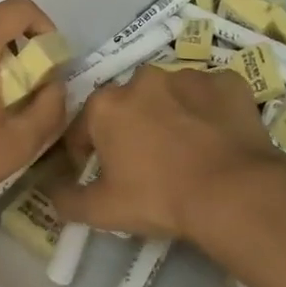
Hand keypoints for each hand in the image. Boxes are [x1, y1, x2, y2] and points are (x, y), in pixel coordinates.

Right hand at [50, 65, 285, 239]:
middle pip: (128, 106)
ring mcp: (187, 76)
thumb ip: (68, 200)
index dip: (88, 155)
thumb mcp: (103, 211)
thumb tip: (51, 193)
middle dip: (132, 129)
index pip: (83, 129)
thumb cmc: (160, 198)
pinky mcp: (227, 82)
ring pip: (171, 96)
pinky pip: (211, 95)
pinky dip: (211, 111)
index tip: (104, 177)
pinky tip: (220, 138)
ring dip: (172, 115)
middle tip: (149, 164)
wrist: (234, 192)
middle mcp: (142, 79)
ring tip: (189, 151)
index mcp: (106, 105)